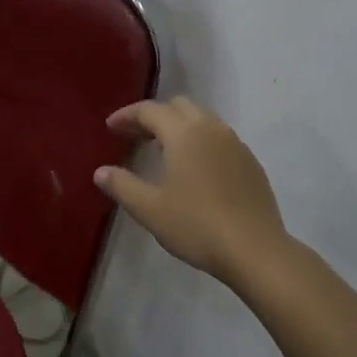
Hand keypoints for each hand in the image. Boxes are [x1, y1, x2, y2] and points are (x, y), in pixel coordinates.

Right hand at [94, 97, 287, 286]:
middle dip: (154, 116)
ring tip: (161, 152)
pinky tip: (193, 170)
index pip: (150, 110)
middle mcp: (212, 129)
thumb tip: (101, 172)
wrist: (254, 250)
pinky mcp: (250, 162)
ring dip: (178, 127)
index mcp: (185, 133)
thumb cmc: (196, 226)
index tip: (110, 127)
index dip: (127, 116)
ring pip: (202, 120)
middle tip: (134, 137)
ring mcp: (236, 144)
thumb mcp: (149, 209)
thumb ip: (122, 186)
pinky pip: (219, 139)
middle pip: (179, 106)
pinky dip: (199, 142)